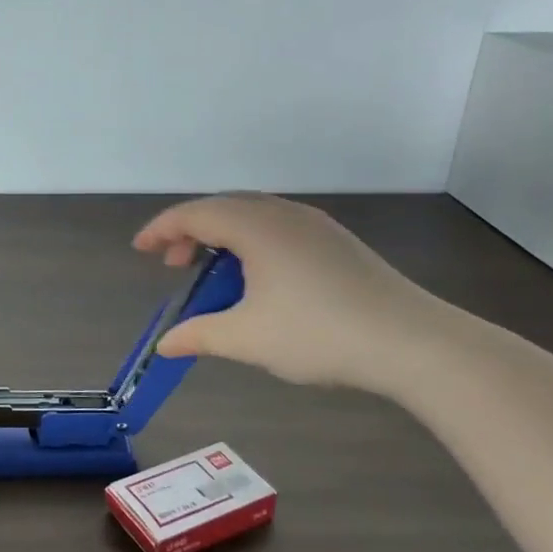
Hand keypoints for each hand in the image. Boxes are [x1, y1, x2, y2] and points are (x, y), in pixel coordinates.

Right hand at [133, 193, 451, 395]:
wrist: (412, 342)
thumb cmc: (319, 333)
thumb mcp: (247, 338)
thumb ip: (199, 335)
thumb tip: (165, 344)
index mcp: (255, 226)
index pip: (194, 214)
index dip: (161, 229)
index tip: (139, 250)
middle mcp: (282, 213)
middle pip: (222, 207)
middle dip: (190, 231)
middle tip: (173, 265)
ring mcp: (314, 224)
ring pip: (252, 215)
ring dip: (222, 236)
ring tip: (213, 273)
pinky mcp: (336, 241)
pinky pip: (277, 226)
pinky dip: (250, 241)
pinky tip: (257, 276)